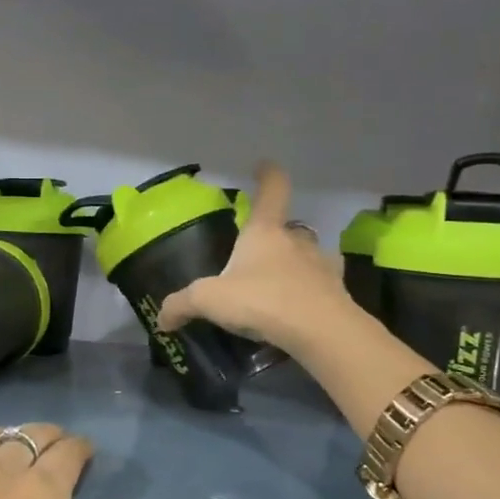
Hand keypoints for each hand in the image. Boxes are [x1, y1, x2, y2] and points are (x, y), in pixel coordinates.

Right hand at [158, 162, 352, 351]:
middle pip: (288, 227)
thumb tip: (162, 318)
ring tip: (276, 287)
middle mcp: (296, 240)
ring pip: (307, 256)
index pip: (272, 189)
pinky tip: (297, 310)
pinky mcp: (337, 292)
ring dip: (294, 265)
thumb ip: (183, 305)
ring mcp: (321, 264)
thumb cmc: (262, 300)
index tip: (262, 167)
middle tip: (256, 255)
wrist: (321, 331)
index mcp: (265, 232)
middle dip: (274, 236)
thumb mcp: (210, 300)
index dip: (267, 175)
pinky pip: (320, 285)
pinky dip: (309, 292)